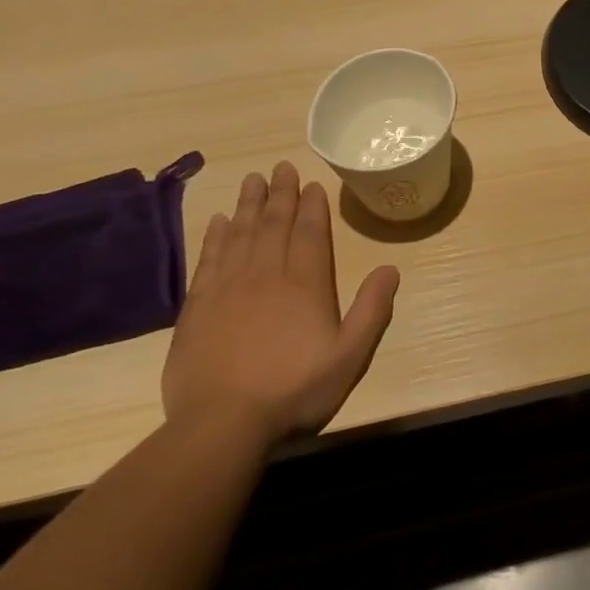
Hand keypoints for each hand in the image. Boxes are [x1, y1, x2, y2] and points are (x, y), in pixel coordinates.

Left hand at [162, 161, 399, 443]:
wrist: (222, 422)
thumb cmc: (294, 389)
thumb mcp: (349, 356)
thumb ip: (372, 310)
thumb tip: (391, 269)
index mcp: (305, 284)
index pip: (310, 233)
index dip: (313, 206)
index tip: (312, 183)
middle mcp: (266, 274)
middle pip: (274, 224)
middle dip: (280, 194)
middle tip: (281, 167)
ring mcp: (228, 287)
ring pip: (240, 233)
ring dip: (248, 204)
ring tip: (252, 179)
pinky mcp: (198, 305)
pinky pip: (209, 258)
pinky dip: (215, 235)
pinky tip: (218, 221)